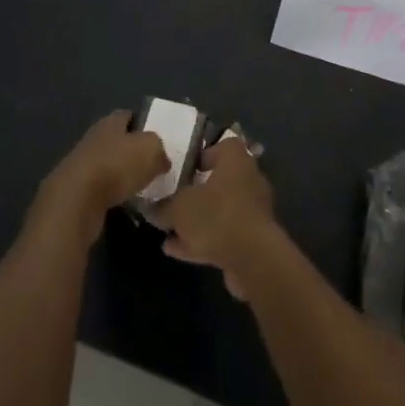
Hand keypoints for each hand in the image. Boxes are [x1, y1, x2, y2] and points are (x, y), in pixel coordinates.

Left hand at [30, 111, 168, 249]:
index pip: (129, 116)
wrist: (75, 203)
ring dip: (123, 176)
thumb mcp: (151, 150)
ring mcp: (81, 166)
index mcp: (110, 122)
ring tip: (143, 188)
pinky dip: (113, 195)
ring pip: (109, 166)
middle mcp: (93, 139)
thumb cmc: (115, 166)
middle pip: (118, 141)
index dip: (144, 124)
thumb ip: (160, 150)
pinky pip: (101, 190)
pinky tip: (126, 204)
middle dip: (134, 152)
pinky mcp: (75, 192)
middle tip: (155, 165)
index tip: (160, 137)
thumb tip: (161, 159)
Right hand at [155, 135, 278, 298]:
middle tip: (172, 200)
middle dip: (196, 192)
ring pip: (219, 210)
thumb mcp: (179, 208)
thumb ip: (163, 206)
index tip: (184, 168)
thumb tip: (151, 208)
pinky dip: (201, 240)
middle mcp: (249, 180)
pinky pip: (222, 234)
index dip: (203, 154)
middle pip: (220, 180)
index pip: (223, 145)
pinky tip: (175, 250)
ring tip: (168, 230)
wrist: (253, 259)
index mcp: (236, 160)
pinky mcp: (251, 240)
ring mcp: (252, 211)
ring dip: (196, 220)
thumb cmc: (216, 216)